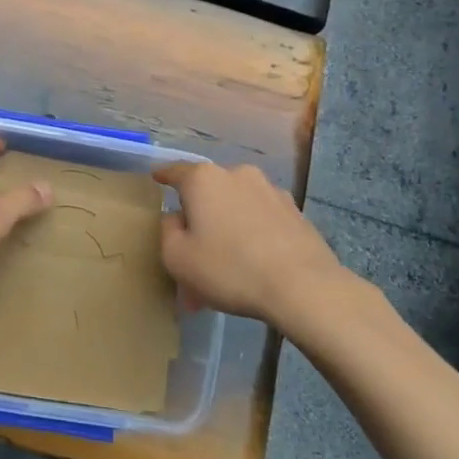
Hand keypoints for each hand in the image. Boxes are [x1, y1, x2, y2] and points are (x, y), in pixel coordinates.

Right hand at [153, 161, 343, 330]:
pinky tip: (254, 261)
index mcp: (204, 179)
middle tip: (194, 246)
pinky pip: (261, 218)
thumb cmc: (229, 268)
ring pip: (237, 205)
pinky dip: (253, 232)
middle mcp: (237, 174)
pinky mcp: (294, 211)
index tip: (156, 178)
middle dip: (199, 213)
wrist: (302, 286)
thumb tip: (177, 217)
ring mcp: (269, 190)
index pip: (175, 171)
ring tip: (227, 262)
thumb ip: (167, 231)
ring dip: (228, 225)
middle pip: (209, 190)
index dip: (163, 176)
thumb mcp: (177, 257)